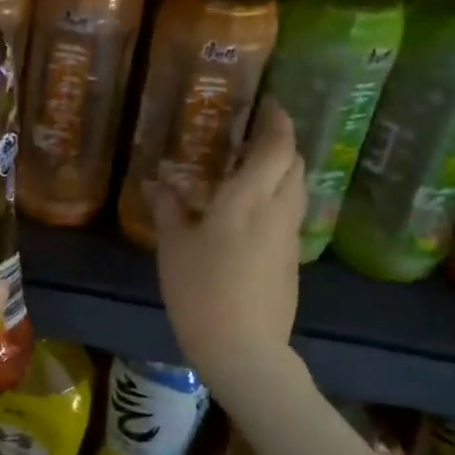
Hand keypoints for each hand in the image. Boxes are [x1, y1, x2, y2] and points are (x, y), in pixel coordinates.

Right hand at [150, 99, 307, 385]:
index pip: (276, 150)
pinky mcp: (292, 260)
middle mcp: (277, 212)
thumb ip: (168, 209)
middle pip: (295, 166)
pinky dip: (279, 198)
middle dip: (282, 145)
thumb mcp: (173, 247)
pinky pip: (291, 214)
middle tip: (253, 137)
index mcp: (247, 201)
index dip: (278, 124)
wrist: (243, 348)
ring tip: (253, 169)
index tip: (271, 106)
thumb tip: (157, 182)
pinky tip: (251, 211)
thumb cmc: (200, 290)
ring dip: (283, 171)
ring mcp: (289, 238)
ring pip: (298, 190)